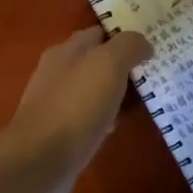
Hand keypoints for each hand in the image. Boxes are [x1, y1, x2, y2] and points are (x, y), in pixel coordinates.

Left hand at [4, 27, 152, 192]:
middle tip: (152, 71)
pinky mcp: (57, 133)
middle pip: (93, 62)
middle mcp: (56, 73)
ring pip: (90, 90)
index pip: (97, 33)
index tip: (151, 42)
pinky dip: (102, 119)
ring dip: (112, 93)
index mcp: (65, 50)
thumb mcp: (108, 64)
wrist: (41, 159)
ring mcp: (54, 104)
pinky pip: (86, 118)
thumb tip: (143, 43)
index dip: (122, 35)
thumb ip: (128, 46)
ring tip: (142, 99)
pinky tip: (115, 128)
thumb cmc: (76, 104)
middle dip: (119, 66)